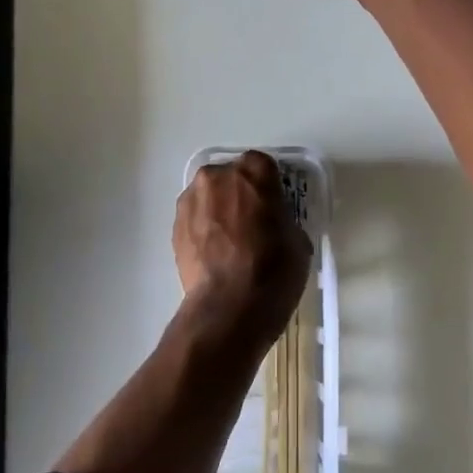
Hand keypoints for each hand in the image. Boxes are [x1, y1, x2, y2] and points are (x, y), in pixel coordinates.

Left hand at [173, 150, 311, 344]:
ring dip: (218, 210)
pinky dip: (203, 229)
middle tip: (252, 223)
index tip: (274, 206)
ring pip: (208, 197)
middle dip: (239, 194)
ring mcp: (191, 201)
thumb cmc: (273, 270)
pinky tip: (215, 254)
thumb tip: (272, 225)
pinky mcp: (174, 227)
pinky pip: (194, 219)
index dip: (269, 186)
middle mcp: (216, 177)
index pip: (263, 165)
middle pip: (230, 177)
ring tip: (230, 242)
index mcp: (253, 173)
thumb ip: (282, 220)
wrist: (229, 307)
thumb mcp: (298, 241)